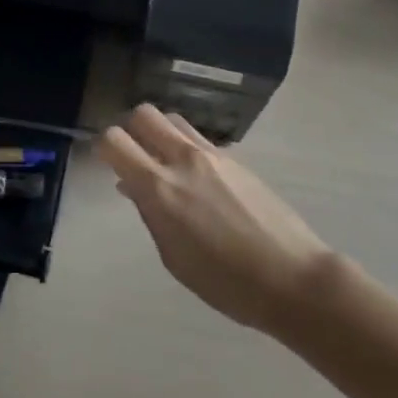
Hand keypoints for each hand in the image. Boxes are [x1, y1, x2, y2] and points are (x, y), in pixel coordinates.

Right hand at [100, 104, 336, 332]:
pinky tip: (195, 177)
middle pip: (144, 114)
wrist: (293, 278)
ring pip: (172, 118)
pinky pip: (197, 137)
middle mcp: (183, 160)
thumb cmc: (227, 283)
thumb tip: (131, 185)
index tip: (107, 162)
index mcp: (160, 188)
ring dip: (160, 133)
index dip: (104, 147)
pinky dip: (185, 146)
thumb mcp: (174, 258)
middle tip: (133, 156)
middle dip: (131, 129)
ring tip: (163, 162)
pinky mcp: (235, 158)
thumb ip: (150, 214)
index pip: (115, 140)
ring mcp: (212, 154)